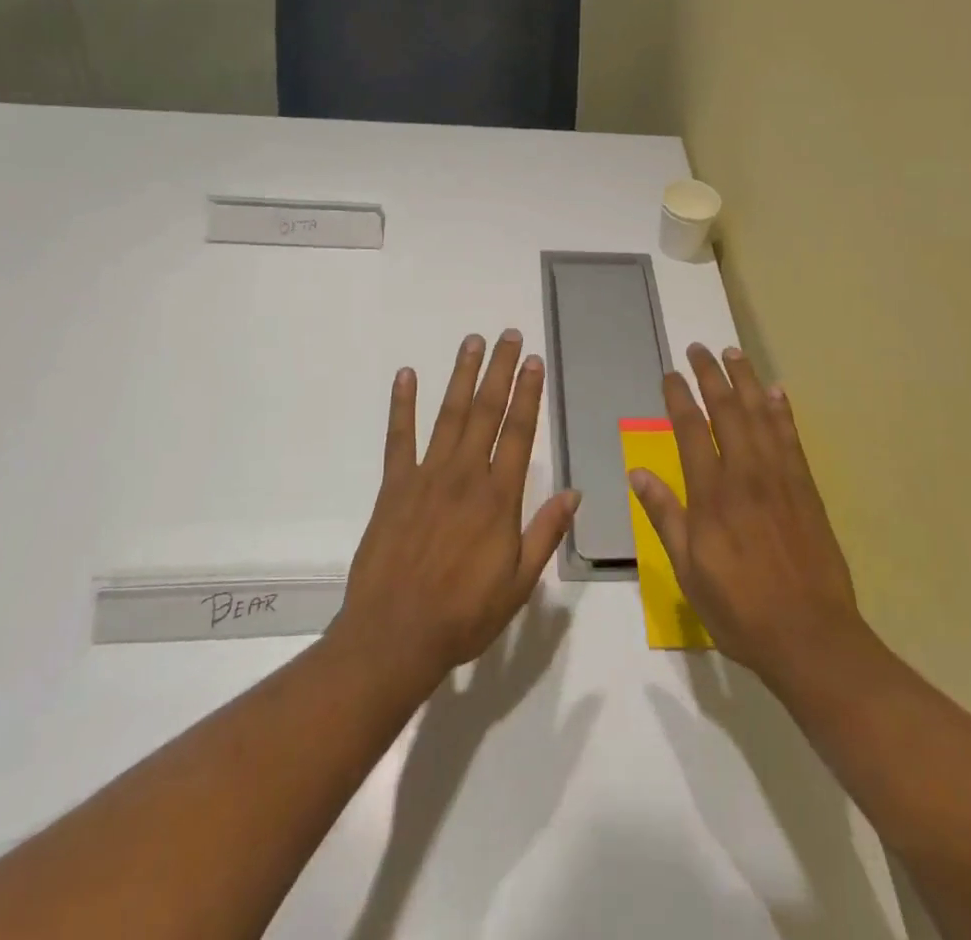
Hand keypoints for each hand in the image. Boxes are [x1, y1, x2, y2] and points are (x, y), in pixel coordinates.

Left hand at [333, 330, 580, 689]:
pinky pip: (399, 437)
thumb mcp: (519, 584)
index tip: (534, 361)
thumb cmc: (464, 615)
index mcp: (499, 498)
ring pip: (449, 414)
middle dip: (500, 370)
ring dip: (462, 375)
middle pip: (487, 412)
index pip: (519, 433)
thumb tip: (575, 493)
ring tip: (472, 342)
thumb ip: (546, 533)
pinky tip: (406, 375)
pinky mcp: (394, 486)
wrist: (395, 635)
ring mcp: (426, 476)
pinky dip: (402, 404)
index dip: (528, 394)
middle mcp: (465, 475)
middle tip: (508, 335)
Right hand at [630, 344, 863, 689]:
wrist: (811, 636)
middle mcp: (746, 474)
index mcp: (712, 495)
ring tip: (734, 353)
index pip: (691, 430)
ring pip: (761, 415)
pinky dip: (783, 411)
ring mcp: (780, 478)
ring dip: (746, 380)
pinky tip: (777, 392)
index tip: (669, 374)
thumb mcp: (688, 571)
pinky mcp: (806, 489)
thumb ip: (665, 517)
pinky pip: (792, 438)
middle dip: (710, 375)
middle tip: (699, 348)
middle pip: (727, 411)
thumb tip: (637, 473)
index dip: (678, 397)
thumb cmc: (740, 608)